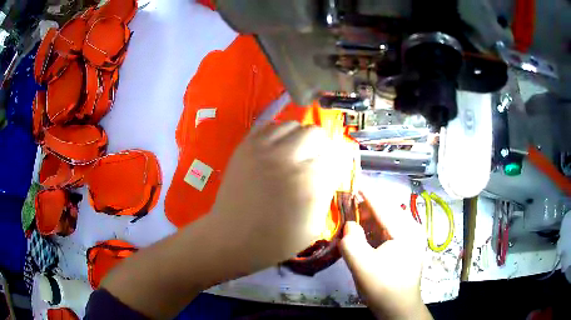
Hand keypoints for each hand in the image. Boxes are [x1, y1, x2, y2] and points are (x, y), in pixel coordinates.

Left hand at [211, 121, 354, 271]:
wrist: (234, 238)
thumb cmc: (278, 239)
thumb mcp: (315, 224)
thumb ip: (326, 191)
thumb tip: (331, 169)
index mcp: (310, 179)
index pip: (335, 153)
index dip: (336, 162)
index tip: (331, 171)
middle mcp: (289, 157)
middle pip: (316, 133)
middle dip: (320, 146)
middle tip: (313, 162)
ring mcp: (264, 148)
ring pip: (293, 125)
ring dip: (299, 138)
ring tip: (294, 155)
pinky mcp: (245, 146)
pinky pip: (269, 126)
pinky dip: (277, 134)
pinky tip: (275, 150)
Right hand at [340, 186, 431, 319]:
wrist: (398, 309)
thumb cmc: (383, 288)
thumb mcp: (363, 266)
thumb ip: (351, 242)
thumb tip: (349, 225)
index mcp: (406, 230)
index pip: (383, 205)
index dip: (366, 192)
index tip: (352, 181)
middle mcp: (410, 229)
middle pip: (385, 211)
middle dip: (364, 208)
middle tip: (343, 208)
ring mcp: (408, 239)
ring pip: (385, 222)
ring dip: (367, 221)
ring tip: (349, 223)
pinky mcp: (404, 247)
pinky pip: (385, 232)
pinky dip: (371, 232)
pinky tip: (359, 236)